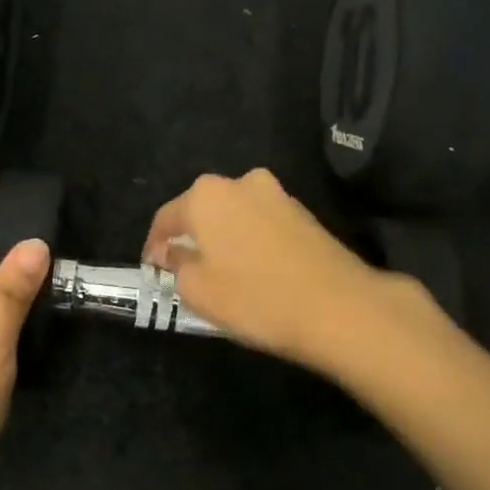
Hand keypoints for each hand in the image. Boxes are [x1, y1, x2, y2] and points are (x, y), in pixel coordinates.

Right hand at [142, 169, 435, 372]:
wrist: (337, 307)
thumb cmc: (254, 297)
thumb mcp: (198, 290)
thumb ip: (177, 265)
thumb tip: (173, 252)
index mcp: (206, 195)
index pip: (166, 217)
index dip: (154, 245)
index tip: (152, 269)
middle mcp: (241, 183)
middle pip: (202, 210)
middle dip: (191, 237)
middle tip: (183, 270)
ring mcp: (277, 195)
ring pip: (234, 216)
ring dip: (222, 239)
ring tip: (219, 272)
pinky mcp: (304, 213)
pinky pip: (261, 224)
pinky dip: (250, 242)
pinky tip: (252, 271)